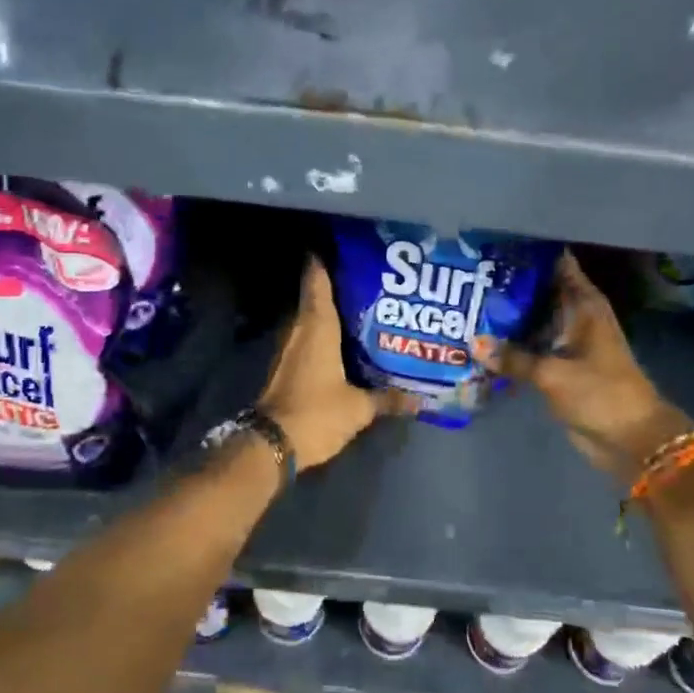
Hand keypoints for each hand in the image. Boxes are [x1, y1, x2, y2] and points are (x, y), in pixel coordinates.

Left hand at [259, 257, 412, 470]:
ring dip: (330, 312)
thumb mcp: (359, 409)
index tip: (341, 247)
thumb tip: (421, 399)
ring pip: (311, 320)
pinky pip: (308, 340)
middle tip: (368, 279)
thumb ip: (388, 399)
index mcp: (317, 327)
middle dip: (337, 286)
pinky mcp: (287, 368)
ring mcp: (289, 350)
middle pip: (315, 297)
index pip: (317, 281)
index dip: (324, 261)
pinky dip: (324, 335)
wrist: (272, 445)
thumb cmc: (316, 414)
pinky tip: (346, 343)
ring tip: (363, 308)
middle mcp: (300, 331)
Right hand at [494, 251, 693, 485]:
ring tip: (468, 302)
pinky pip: (532, 347)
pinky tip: (482, 340)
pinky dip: (513, 343)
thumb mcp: (554, 373)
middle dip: (511, 284)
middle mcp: (576, 317)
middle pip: (541, 291)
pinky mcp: (560, 367)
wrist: (631, 439)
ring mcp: (568, 342)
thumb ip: (514, 358)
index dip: (531, 254)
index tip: (497, 244)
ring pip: (534, 319)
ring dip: (509, 315)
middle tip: (471, 274)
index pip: (559, 265)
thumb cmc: (601, 393)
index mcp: (584, 305)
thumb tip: (473, 343)